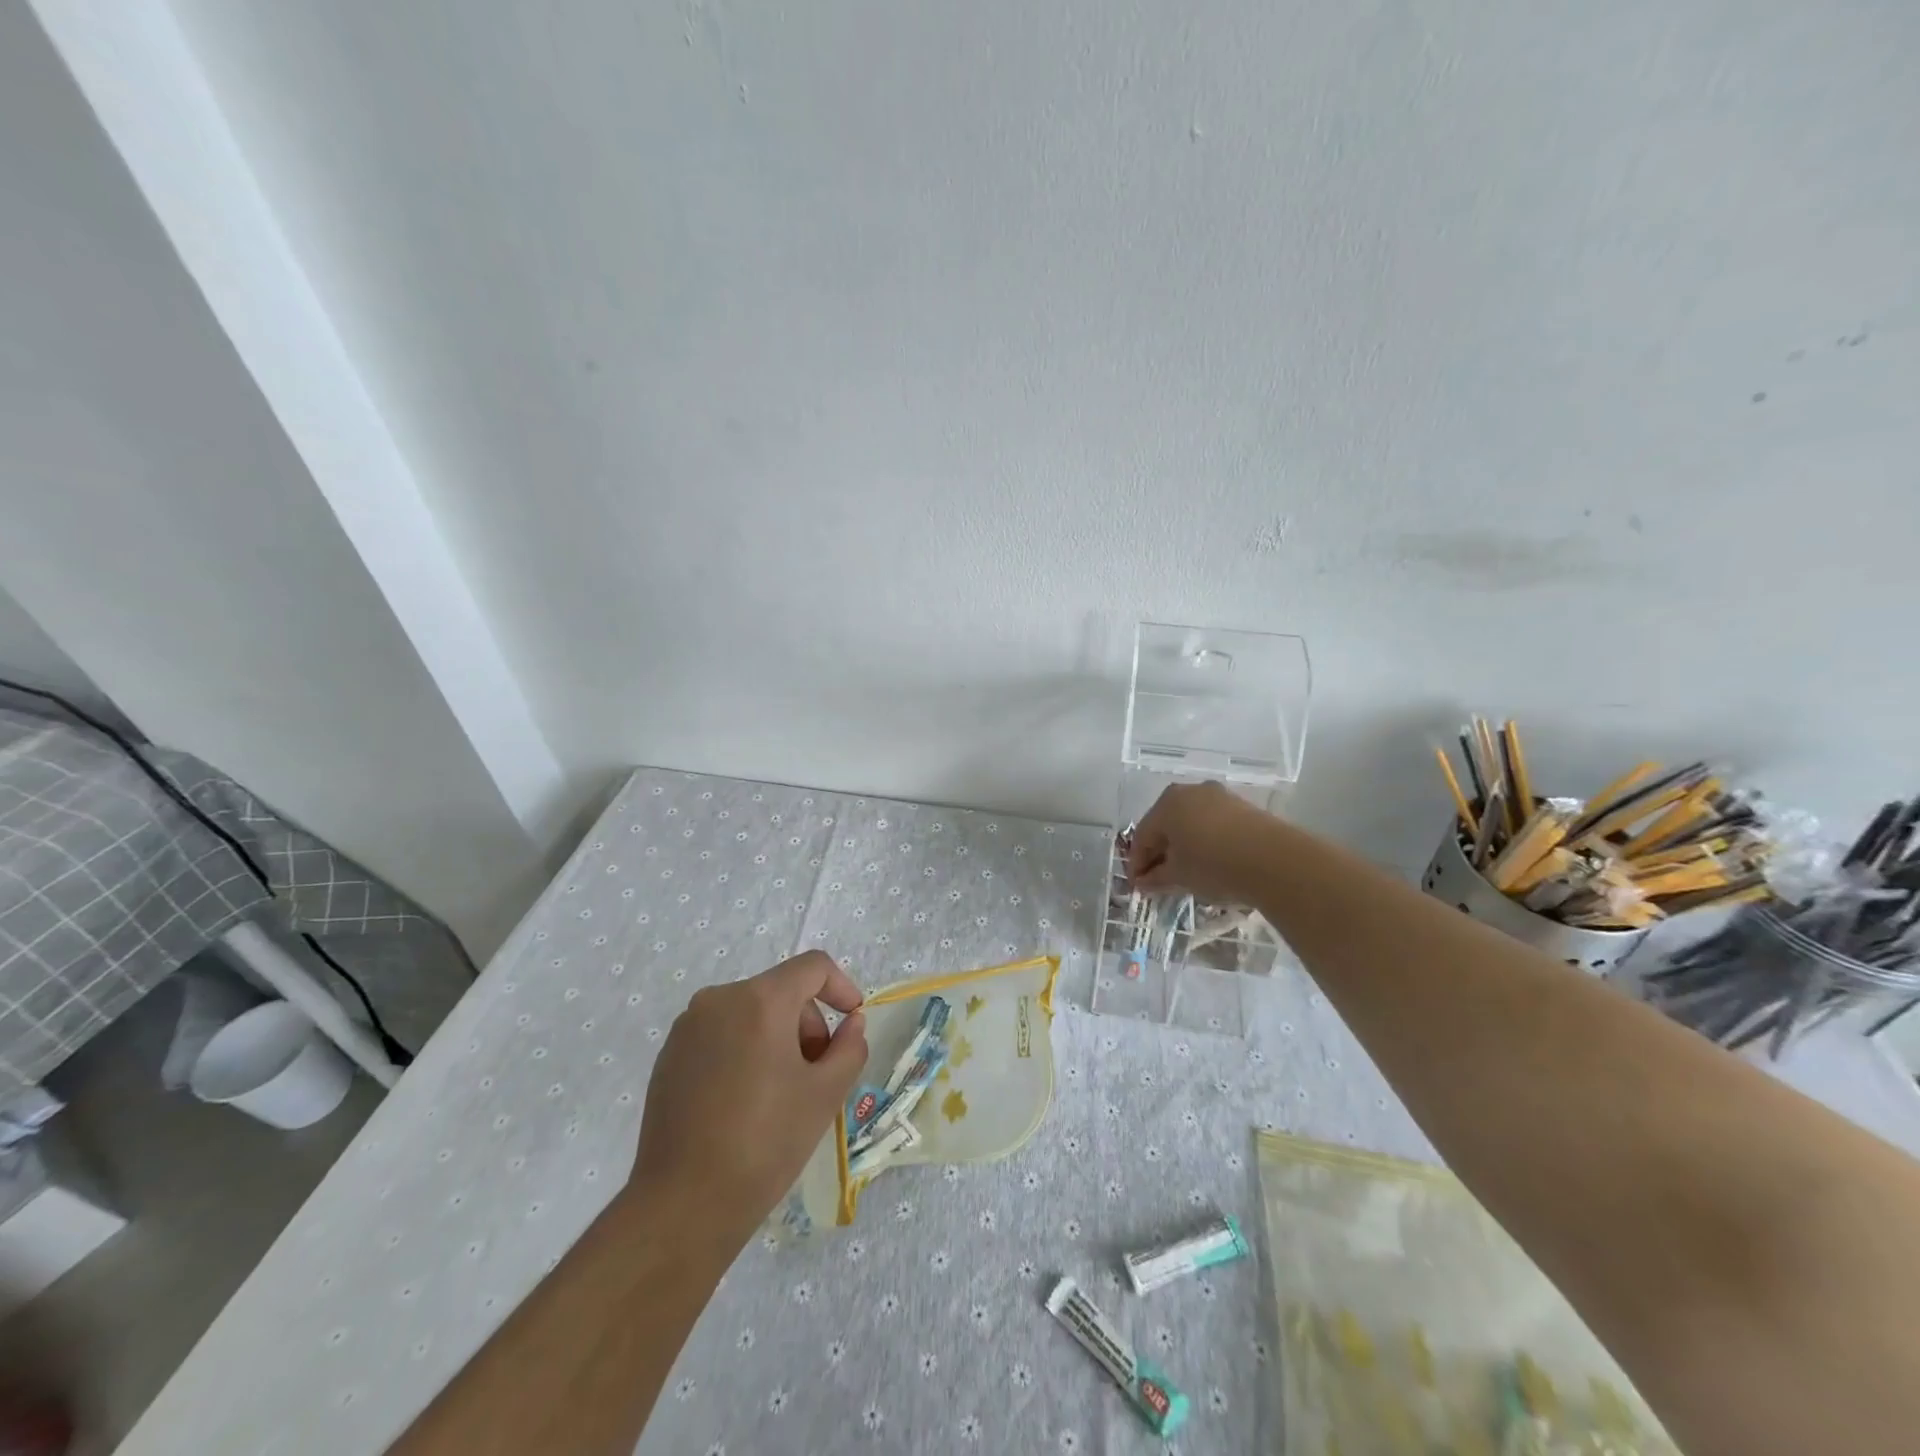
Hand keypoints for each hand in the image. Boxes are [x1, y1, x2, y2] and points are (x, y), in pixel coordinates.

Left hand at [630, 952, 866, 1248]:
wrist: (682, 1206)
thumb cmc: (764, 1144)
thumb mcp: (826, 1095)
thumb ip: (850, 1047)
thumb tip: (851, 1023)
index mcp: (760, 1000)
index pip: (813, 966)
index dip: (841, 987)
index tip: (853, 1021)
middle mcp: (719, 999)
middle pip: (781, 991)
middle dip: (808, 1025)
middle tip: (816, 1075)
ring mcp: (688, 1027)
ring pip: (751, 1013)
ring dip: (778, 1039)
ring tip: (781, 1094)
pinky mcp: (669, 1056)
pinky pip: (721, 1034)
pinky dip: (745, 1051)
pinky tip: (744, 1103)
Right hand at [1127, 781, 1276, 902]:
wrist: (1275, 861)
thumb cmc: (1214, 865)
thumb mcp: (1179, 876)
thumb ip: (1156, 878)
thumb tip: (1143, 882)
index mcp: (1166, 803)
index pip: (1142, 836)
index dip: (1137, 864)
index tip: (1138, 886)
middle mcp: (1190, 792)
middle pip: (1166, 826)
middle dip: (1160, 853)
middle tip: (1158, 880)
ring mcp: (1219, 797)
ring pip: (1191, 823)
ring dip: (1184, 847)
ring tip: (1186, 874)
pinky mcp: (1243, 807)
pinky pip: (1213, 825)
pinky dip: (1205, 842)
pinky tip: (1210, 863)